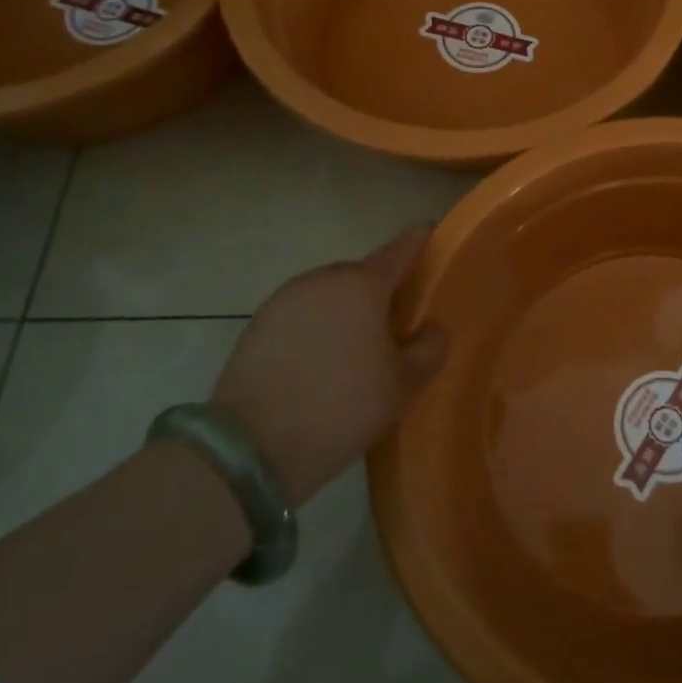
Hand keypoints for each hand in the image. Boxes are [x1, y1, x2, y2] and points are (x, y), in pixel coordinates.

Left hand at [212, 227, 446, 505]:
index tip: (429, 235)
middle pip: (361, 274)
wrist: (252, 447)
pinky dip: (316, 328)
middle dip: (379, 290)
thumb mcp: (403, 384)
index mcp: (362, 284)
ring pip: (328, 295)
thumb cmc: (343, 405)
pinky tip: (320, 363)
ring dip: (344, 311)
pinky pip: (301, 316)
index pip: (400, 250)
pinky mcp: (256, 326)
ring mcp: (284, 300)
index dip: (419, 241)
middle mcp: (322, 280)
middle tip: (395, 322)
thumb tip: (430, 329)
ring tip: (356, 348)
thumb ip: (429, 348)